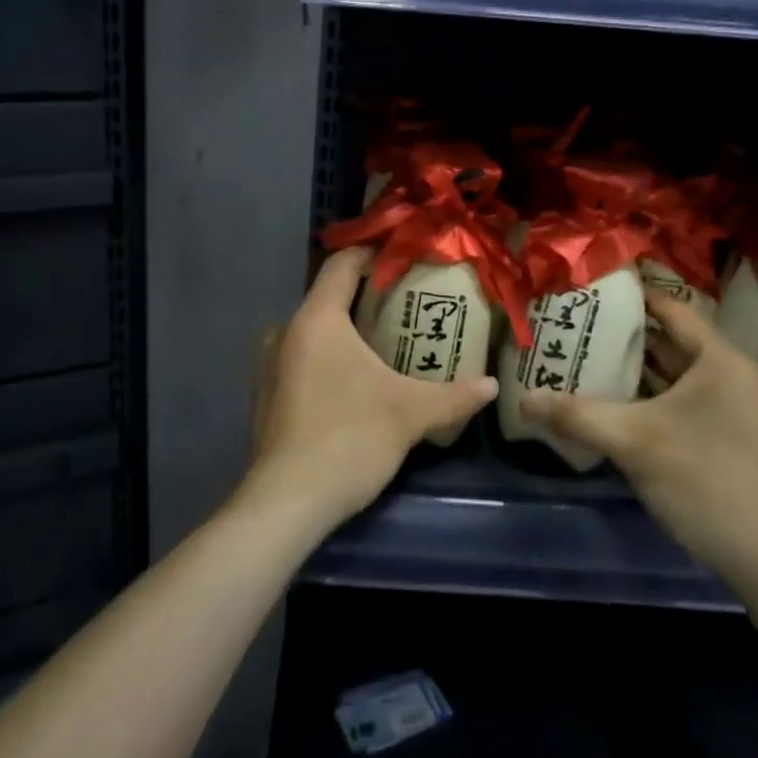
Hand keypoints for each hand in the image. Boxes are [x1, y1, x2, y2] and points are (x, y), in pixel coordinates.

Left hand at [241, 248, 496, 533]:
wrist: (286, 503)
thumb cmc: (349, 439)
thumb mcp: (410, 413)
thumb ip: (453, 395)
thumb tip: (491, 385)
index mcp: (317, 319)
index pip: (342, 264)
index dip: (373, 254)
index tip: (405, 257)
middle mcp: (285, 331)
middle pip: (329, 297)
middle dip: (366, 298)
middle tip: (407, 306)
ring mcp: (269, 365)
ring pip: (313, 331)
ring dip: (346, 332)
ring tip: (385, 345)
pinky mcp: (266, 395)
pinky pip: (301, 359)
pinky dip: (327, 358)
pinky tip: (353, 383)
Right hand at [520, 290, 757, 584]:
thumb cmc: (705, 481)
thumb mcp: (634, 443)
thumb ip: (577, 416)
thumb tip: (524, 399)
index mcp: (719, 360)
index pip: (671, 309)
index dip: (631, 296)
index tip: (589, 287)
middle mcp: (728, 375)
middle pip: (669, 341)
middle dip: (623, 334)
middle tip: (574, 322)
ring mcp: (728, 408)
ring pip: (672, 374)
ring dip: (632, 368)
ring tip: (582, 354)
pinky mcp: (722, 436)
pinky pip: (678, 401)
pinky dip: (646, 396)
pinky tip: (608, 399)